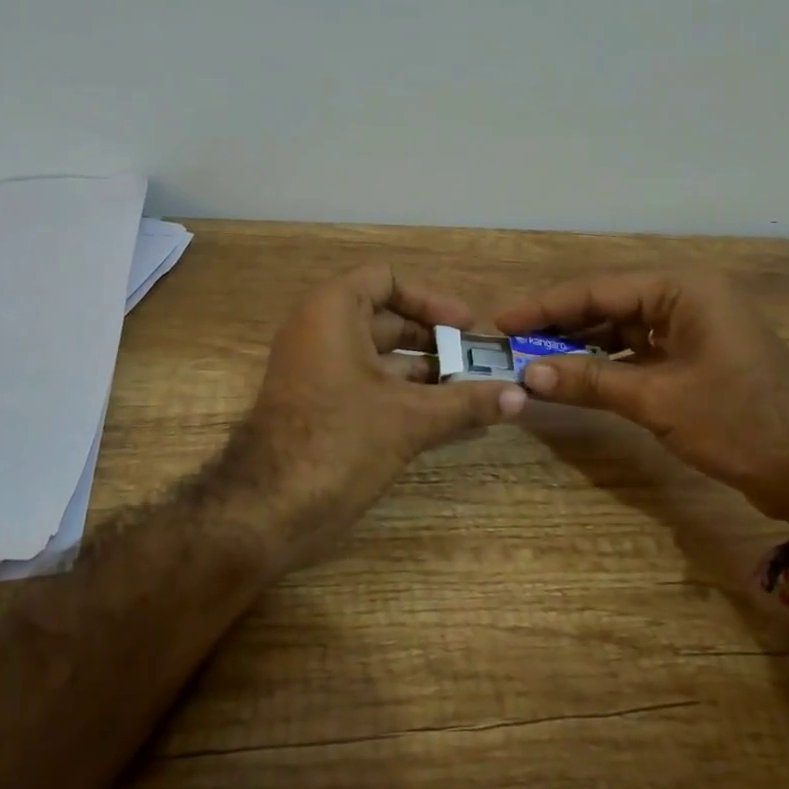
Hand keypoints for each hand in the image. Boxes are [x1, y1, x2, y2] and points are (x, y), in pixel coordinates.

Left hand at [228, 265, 524, 568]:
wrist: (267, 509)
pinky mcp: (319, 404)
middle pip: (387, 318)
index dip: (431, 299)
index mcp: (333, 312)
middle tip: (480, 362)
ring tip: (473, 391)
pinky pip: (369, 384)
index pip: (386, 280)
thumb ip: (467, 402)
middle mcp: (321, 331)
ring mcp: (317, 369)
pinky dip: (404, 394)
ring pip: (380, 356)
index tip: (467, 326)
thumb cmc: (339, 442)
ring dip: (425, 371)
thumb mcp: (410, 418)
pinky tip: (445, 416)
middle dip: (436, 340)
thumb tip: (521, 396)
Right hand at [496, 270, 788, 526]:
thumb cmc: (742, 422)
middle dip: (559, 326)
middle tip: (509, 344)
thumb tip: (529, 373)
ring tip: (531, 362)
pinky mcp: (695, 358)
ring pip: (620, 329)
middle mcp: (684, 298)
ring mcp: (691, 328)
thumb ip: (591, 380)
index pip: (597, 290)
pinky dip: (606, 366)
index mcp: (681, 290)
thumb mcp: (659, 400)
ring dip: (579, 348)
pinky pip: (638, 352)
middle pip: (606, 305)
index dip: (544, 306)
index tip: (501, 321)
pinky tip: (572, 379)